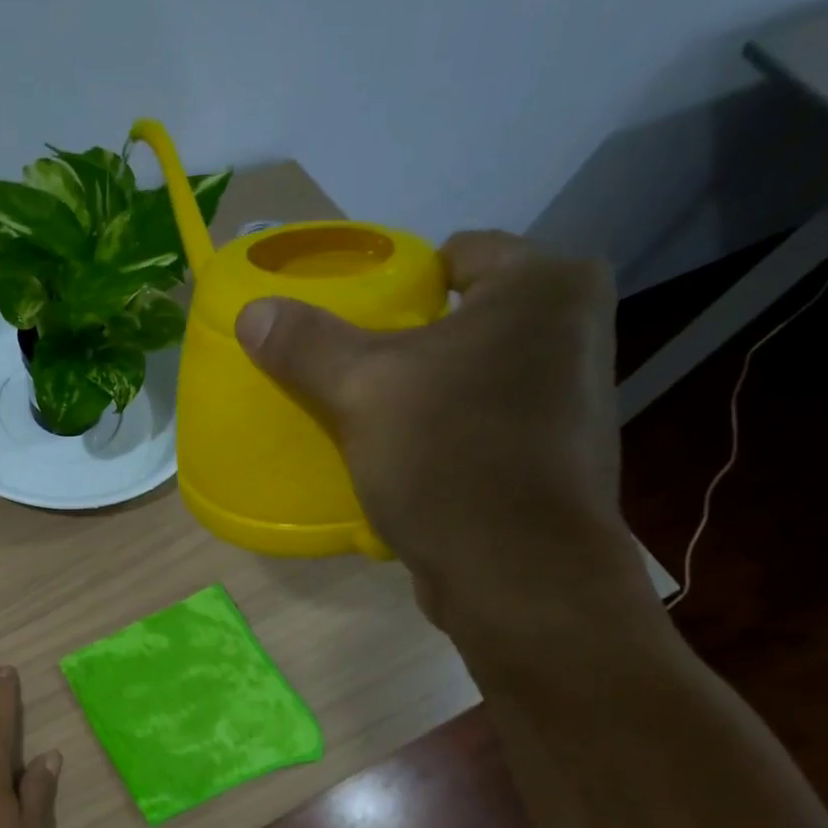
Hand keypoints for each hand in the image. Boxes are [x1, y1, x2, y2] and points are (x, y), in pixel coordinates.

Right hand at [236, 231, 644, 634]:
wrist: (517, 573)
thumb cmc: (450, 456)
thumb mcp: (362, 391)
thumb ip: (307, 345)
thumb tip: (252, 311)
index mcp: (546, 286)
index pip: (458, 254)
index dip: (400, 280)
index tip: (353, 318)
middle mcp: (575, 330)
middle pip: (465, 317)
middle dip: (409, 341)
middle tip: (350, 369)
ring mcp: (572, 397)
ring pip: (474, 374)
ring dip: (427, 390)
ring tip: (371, 414)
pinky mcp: (554, 456)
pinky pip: (483, 422)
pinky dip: (446, 431)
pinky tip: (406, 458)